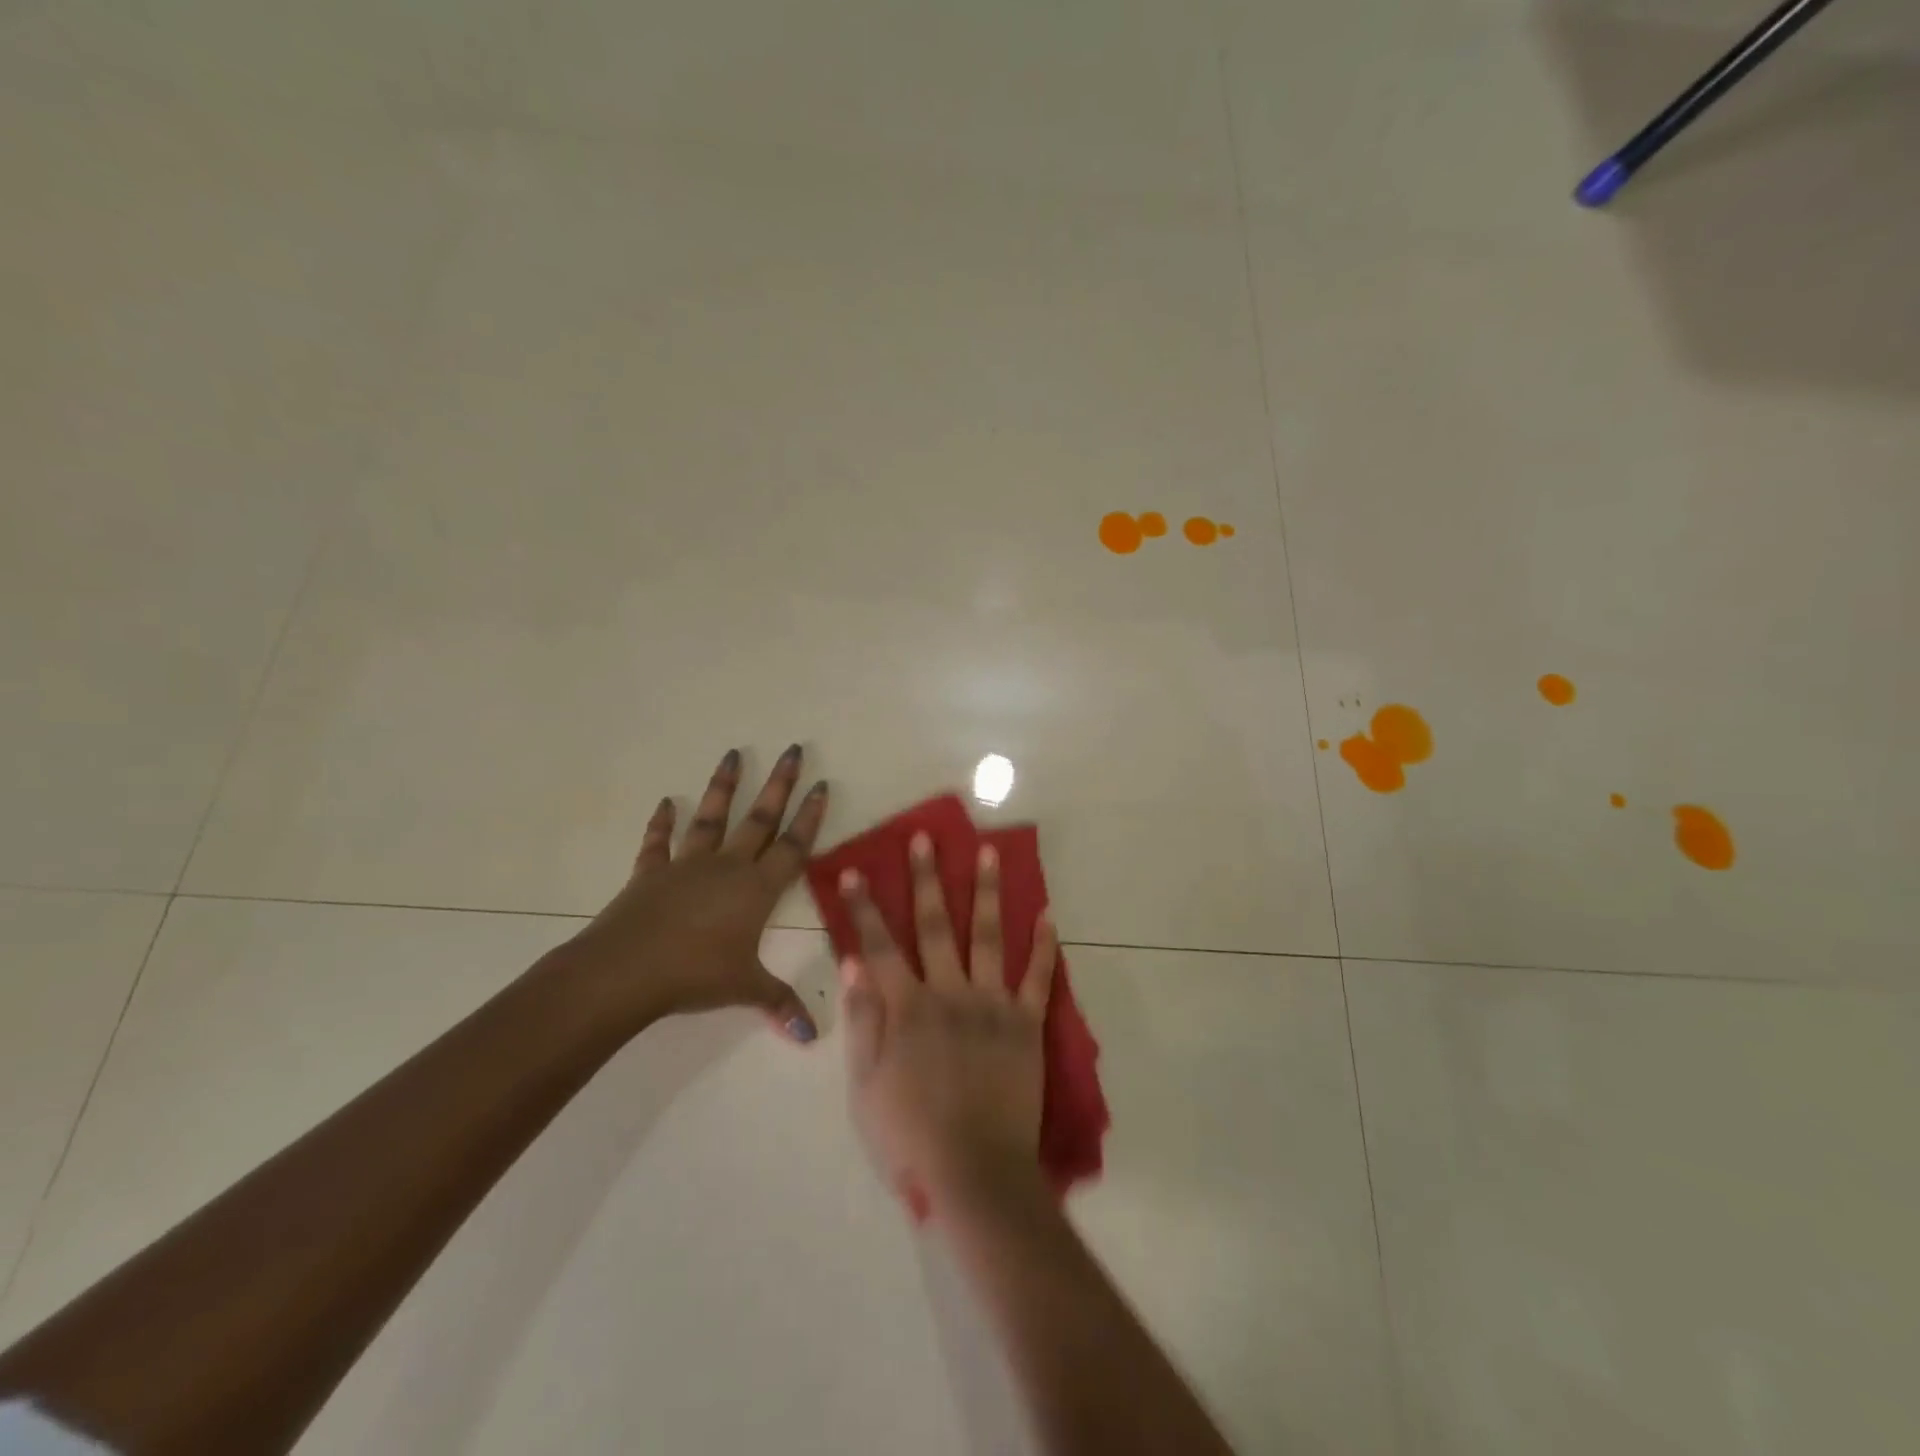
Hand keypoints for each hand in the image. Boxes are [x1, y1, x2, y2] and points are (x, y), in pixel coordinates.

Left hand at [559, 745, 828, 1041]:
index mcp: (756, 889)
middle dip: (779, 784)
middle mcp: (727, 867)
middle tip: (792, 749)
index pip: (793, 846)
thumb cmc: (694, 976)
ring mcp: (686, 866)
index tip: (821, 784)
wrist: (626, 971)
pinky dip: (661, 823)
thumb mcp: (744, 990)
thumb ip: (779, 1004)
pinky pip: (658, 843)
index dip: (810, 817)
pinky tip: (665, 803)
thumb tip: (810, 1036)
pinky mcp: (650, 873)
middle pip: (759, 819)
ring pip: (710, 818)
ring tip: (732, 754)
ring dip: (723, 786)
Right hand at [839, 832, 1058, 1205]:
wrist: (976, 1172)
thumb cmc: (910, 1135)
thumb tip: (853, 964)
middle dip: (927, 878)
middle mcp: (949, 992)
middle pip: (935, 925)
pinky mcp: (1025, 1022)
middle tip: (925, 838)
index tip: (856, 871)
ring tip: (988, 852)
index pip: (880, 946)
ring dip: (986, 891)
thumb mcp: (865, 1085)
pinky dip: (1044, 946)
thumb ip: (861, 1020)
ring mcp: (991, 1004)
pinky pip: (1037, 977)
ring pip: (988, 935)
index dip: (865, 908)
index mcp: (907, 1008)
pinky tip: (1049, 915)